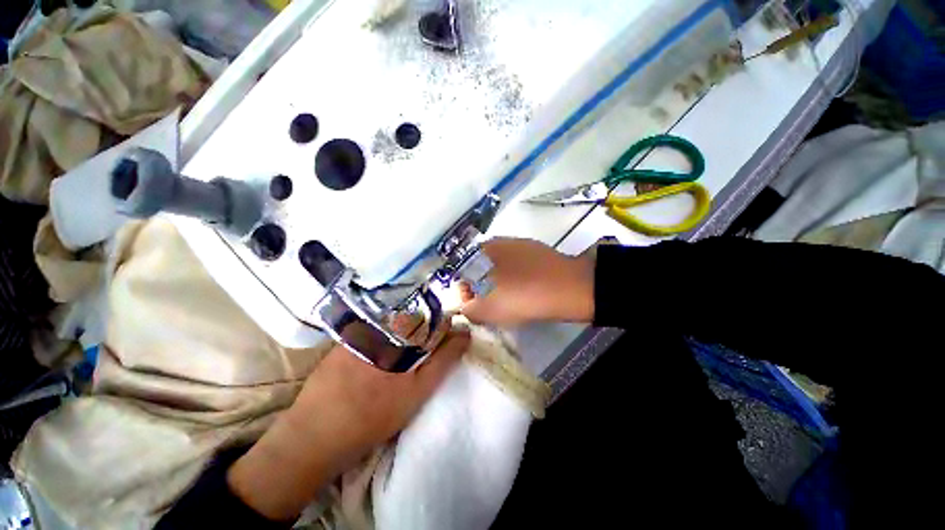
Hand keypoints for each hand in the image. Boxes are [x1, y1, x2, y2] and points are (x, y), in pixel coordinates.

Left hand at [227, 329, 469, 521]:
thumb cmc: (372, 416)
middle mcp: (376, 323)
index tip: (447, 342)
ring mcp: (357, 331)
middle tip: (427, 356)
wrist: (313, 439)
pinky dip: (387, 341)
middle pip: (413, 316)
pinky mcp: (344, 343)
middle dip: (425, 332)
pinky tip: (384, 363)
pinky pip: (375, 332)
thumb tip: (465, 333)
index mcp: (396, 330)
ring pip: (394, 324)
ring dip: (406, 336)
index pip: (431, 315)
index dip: (443, 328)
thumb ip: (443, 360)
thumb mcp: (417, 391)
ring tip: (406, 362)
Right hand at [460, 238, 594, 325]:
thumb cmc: (524, 297)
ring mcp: (519, 243)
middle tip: (491, 304)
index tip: (474, 305)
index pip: (461, 270)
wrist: (571, 287)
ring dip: (498, 281)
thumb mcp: (491, 311)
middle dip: (481, 286)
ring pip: (499, 264)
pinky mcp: (536, 249)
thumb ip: (470, 309)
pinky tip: (525, 288)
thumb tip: (466, 306)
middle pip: (480, 266)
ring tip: (509, 298)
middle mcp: (498, 241)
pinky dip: (515, 276)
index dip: (465, 290)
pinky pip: (517, 264)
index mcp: (483, 251)